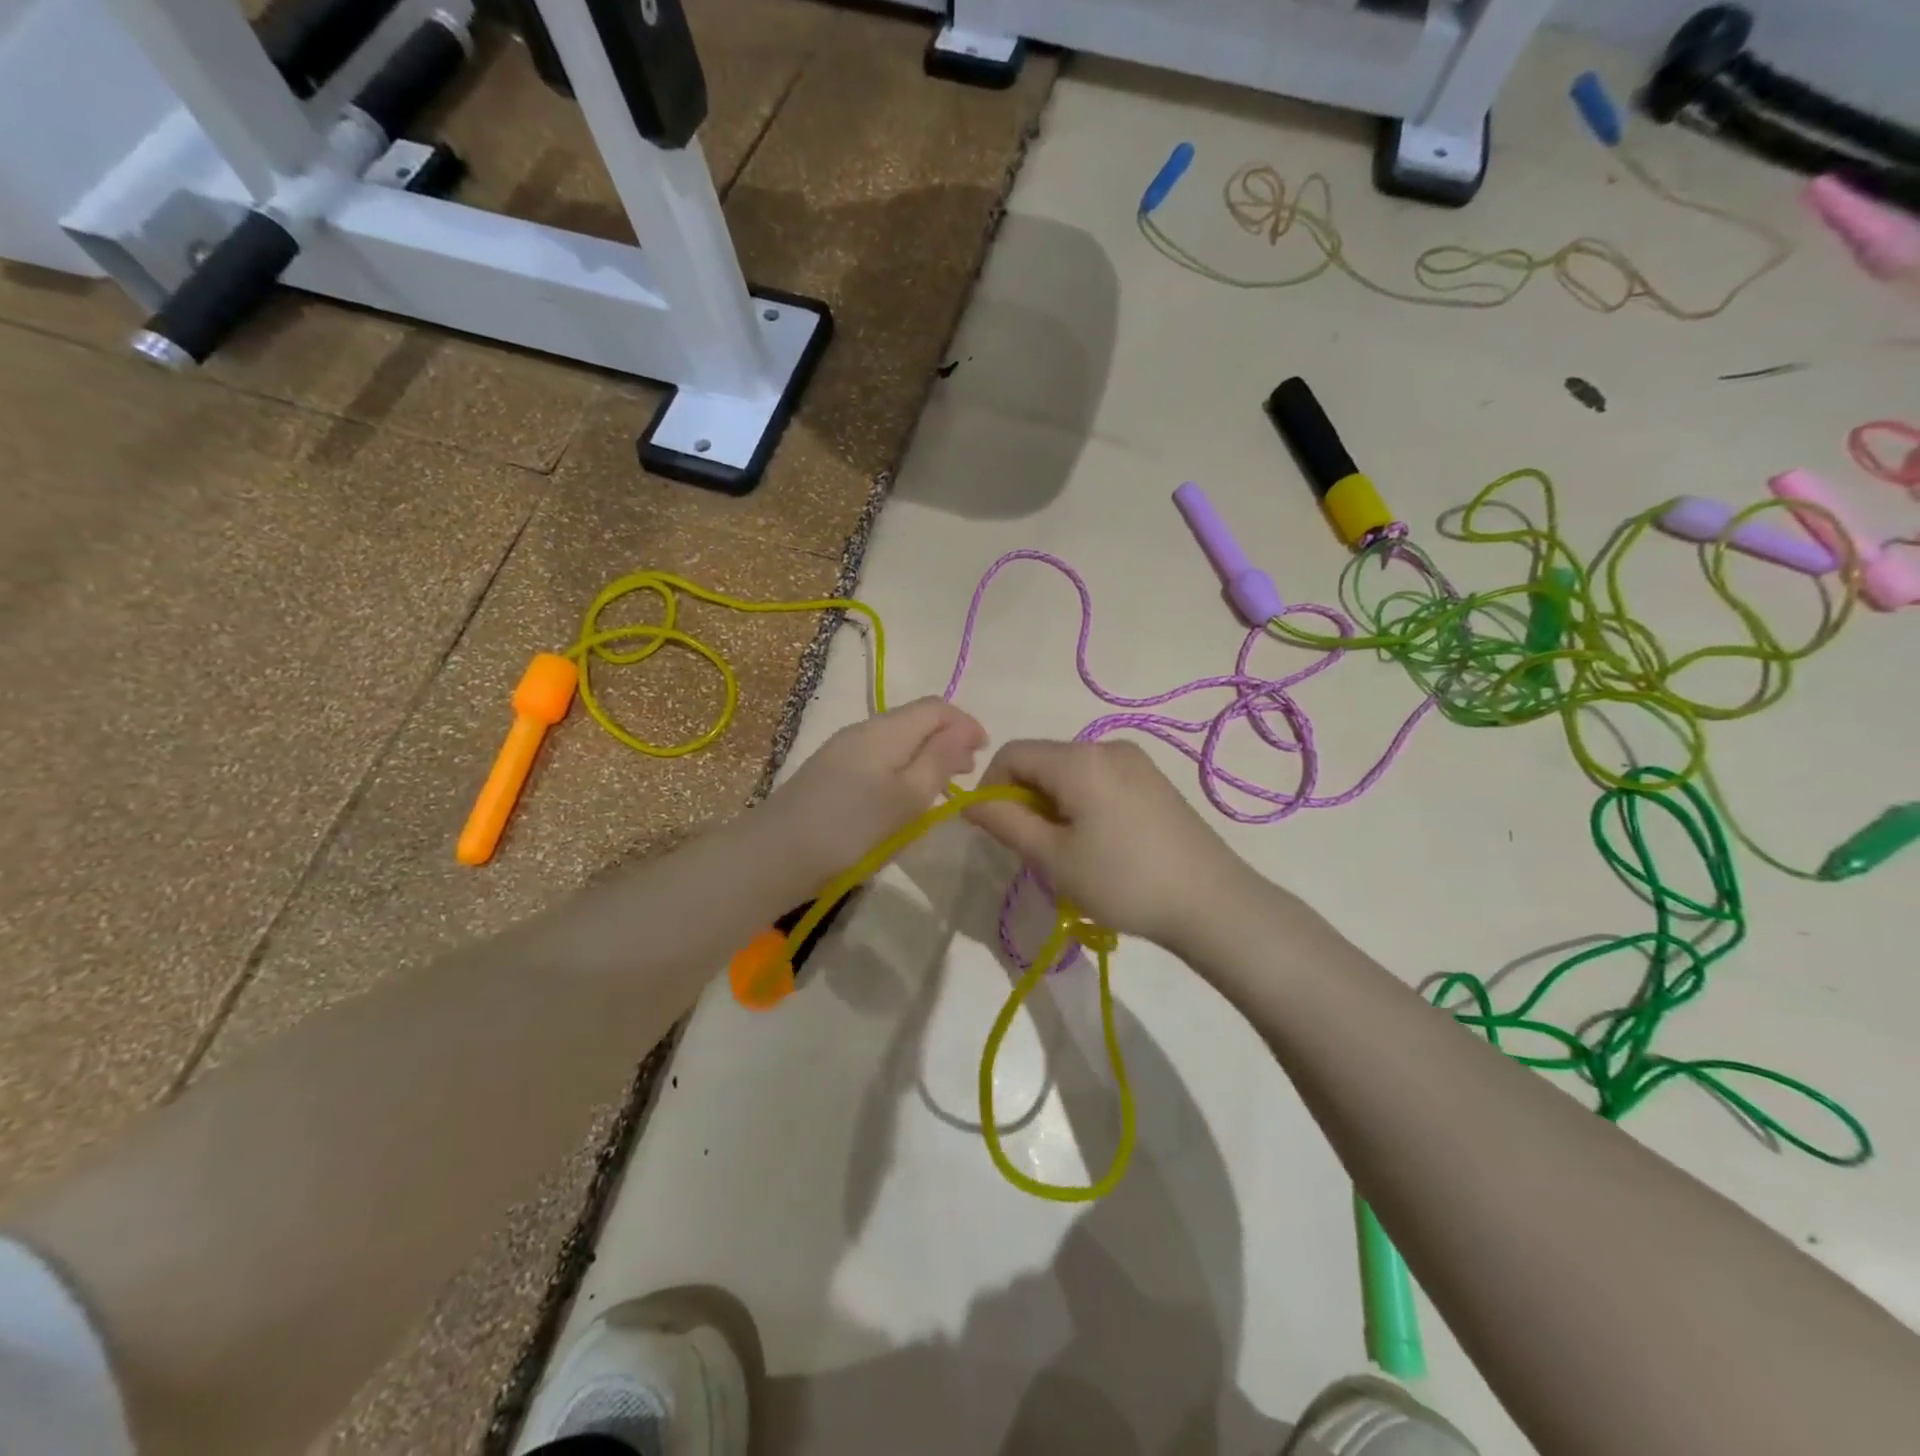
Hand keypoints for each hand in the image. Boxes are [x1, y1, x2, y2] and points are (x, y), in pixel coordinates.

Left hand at [761, 697, 987, 884]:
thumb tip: (963, 731)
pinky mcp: (829, 773)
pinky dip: (902, 769)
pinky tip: (902, 798)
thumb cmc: (852, 827)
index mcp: (886, 729)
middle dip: (947, 739)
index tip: (984, 754)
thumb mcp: (908, 796)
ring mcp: (842, 750)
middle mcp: (863, 730)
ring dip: (925, 756)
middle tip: (966, 773)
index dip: (966, 723)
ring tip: (939, 788)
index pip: (936, 707)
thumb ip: (940, 759)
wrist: (775, 854)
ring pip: (896, 741)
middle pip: (915, 720)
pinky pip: (878, 758)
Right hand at [964, 739, 1254, 950]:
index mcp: (1078, 758)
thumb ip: (1006, 823)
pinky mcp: (1154, 780)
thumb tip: (972, 802)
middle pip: (1043, 761)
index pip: (1012, 753)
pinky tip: (1100, 844)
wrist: (1212, 902)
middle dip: (1025, 799)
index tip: (994, 830)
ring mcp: (1136, 761)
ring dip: (1053, 804)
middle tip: (1034, 850)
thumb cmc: (1123, 880)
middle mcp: (1106, 746)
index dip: (990, 787)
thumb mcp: (1053, 857)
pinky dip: (1082, 803)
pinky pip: (1099, 779)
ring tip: (1068, 852)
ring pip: (1070, 772)